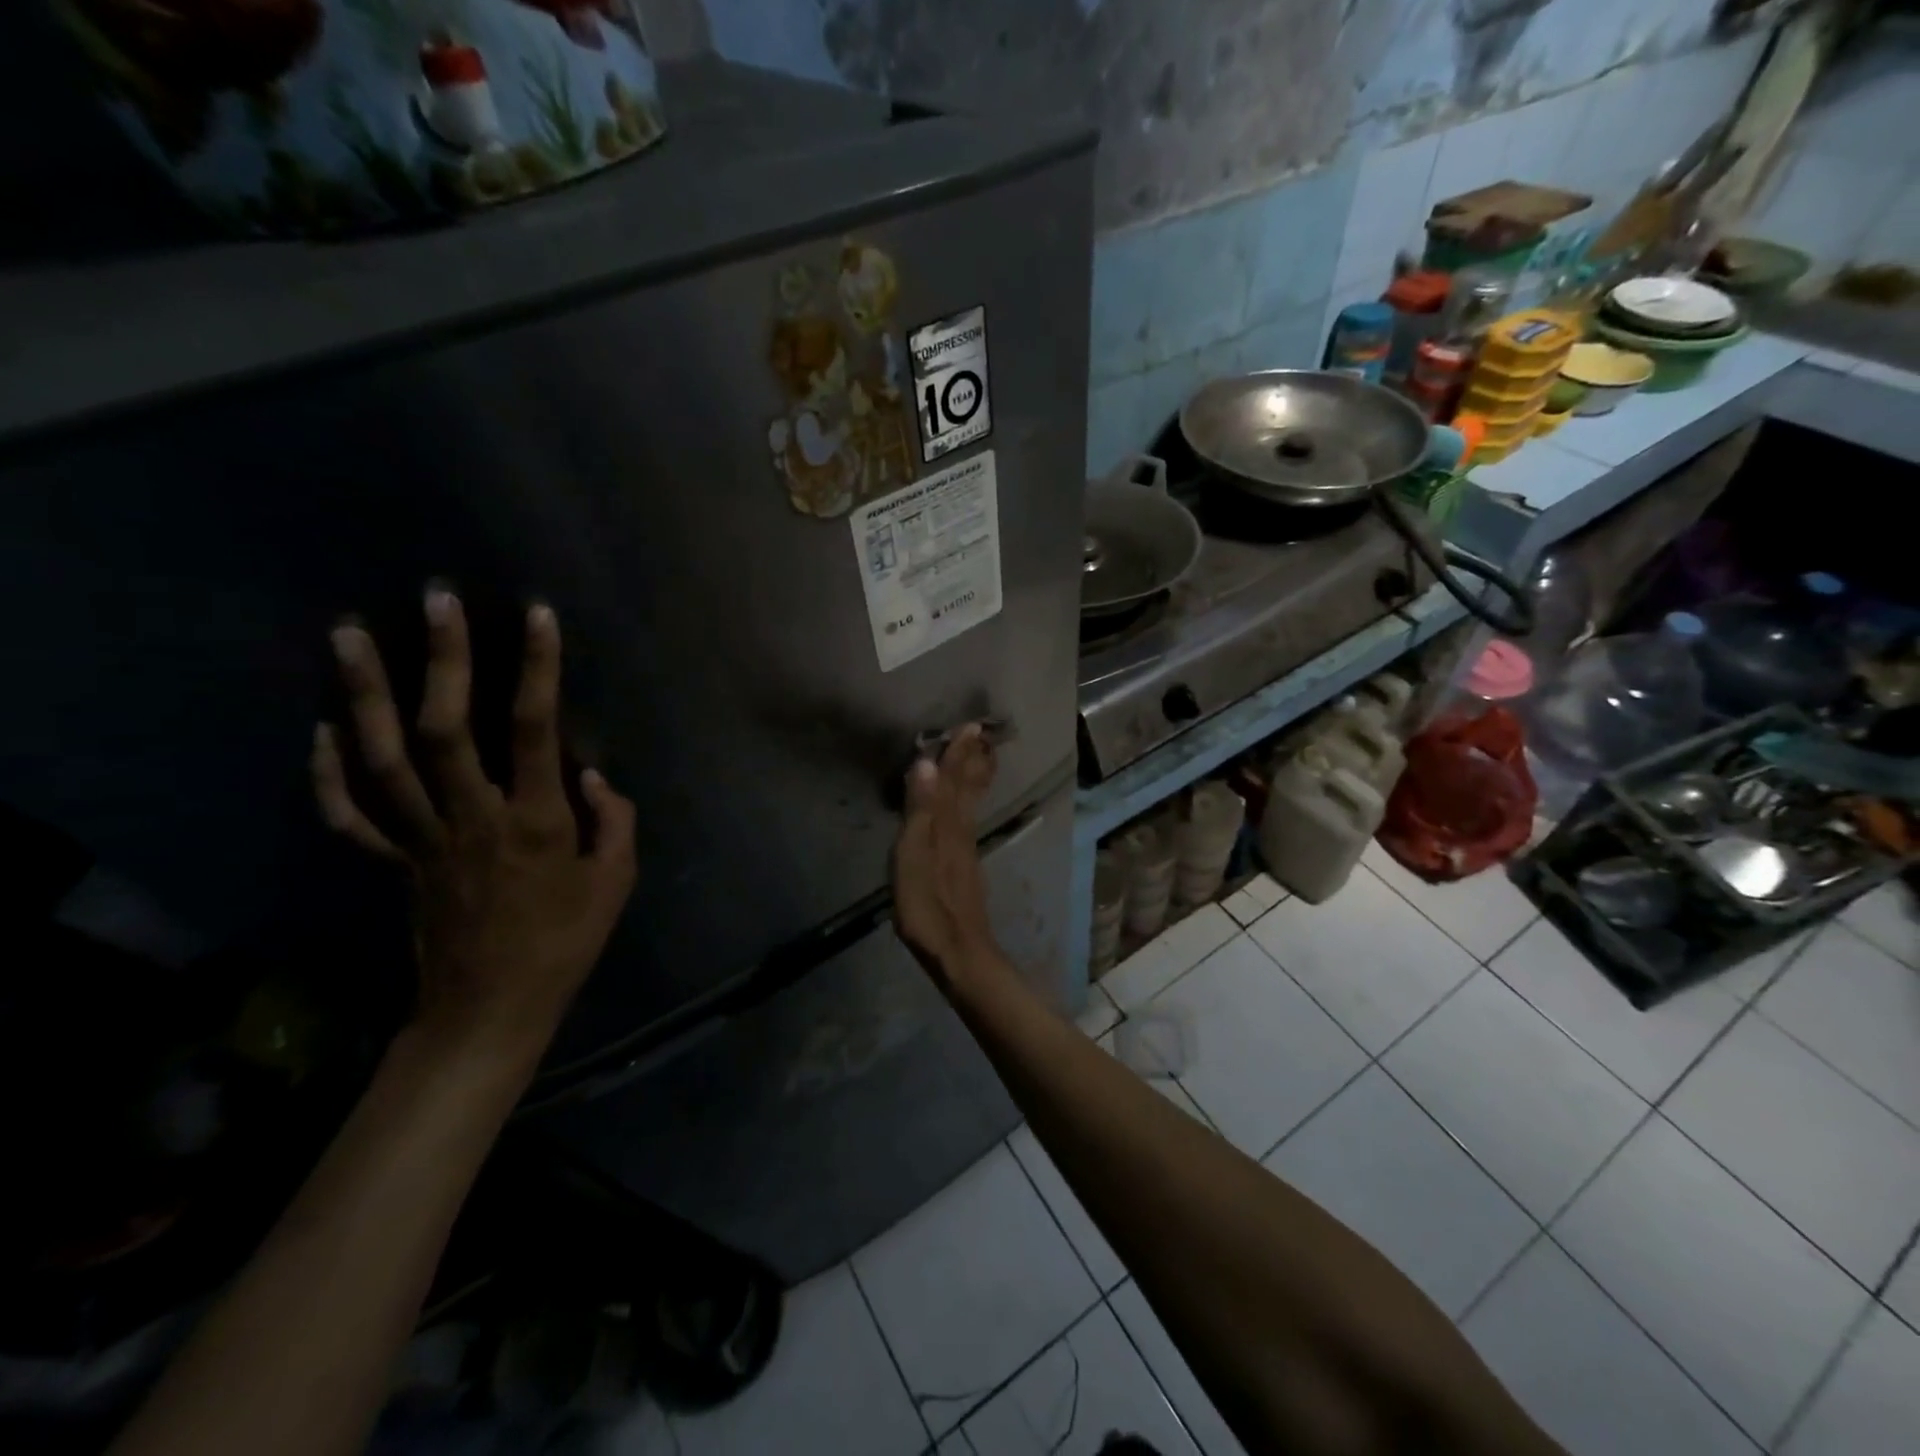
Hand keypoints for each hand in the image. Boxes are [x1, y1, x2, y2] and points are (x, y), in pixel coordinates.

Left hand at [311, 589, 636, 1068]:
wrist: (491, 1008)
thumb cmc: (564, 942)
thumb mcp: (615, 883)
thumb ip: (612, 821)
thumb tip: (590, 773)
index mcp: (535, 822)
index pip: (536, 730)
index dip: (538, 669)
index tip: (537, 616)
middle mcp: (472, 818)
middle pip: (445, 730)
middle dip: (443, 660)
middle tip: (436, 600)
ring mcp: (421, 839)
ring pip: (384, 759)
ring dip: (363, 694)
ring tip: (348, 634)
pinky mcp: (394, 861)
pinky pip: (350, 814)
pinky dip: (329, 771)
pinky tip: (324, 729)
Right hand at [892, 725, 1000, 987]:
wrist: (959, 953)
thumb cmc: (929, 907)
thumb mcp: (913, 858)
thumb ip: (920, 811)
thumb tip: (924, 764)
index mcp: (947, 826)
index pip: (951, 780)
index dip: (958, 753)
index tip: (970, 725)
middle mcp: (961, 831)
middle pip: (967, 788)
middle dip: (971, 760)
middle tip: (981, 733)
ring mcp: (966, 851)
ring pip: (970, 803)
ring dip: (974, 777)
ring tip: (979, 758)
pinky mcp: (965, 869)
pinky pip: (968, 820)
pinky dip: (968, 802)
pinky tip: (964, 808)